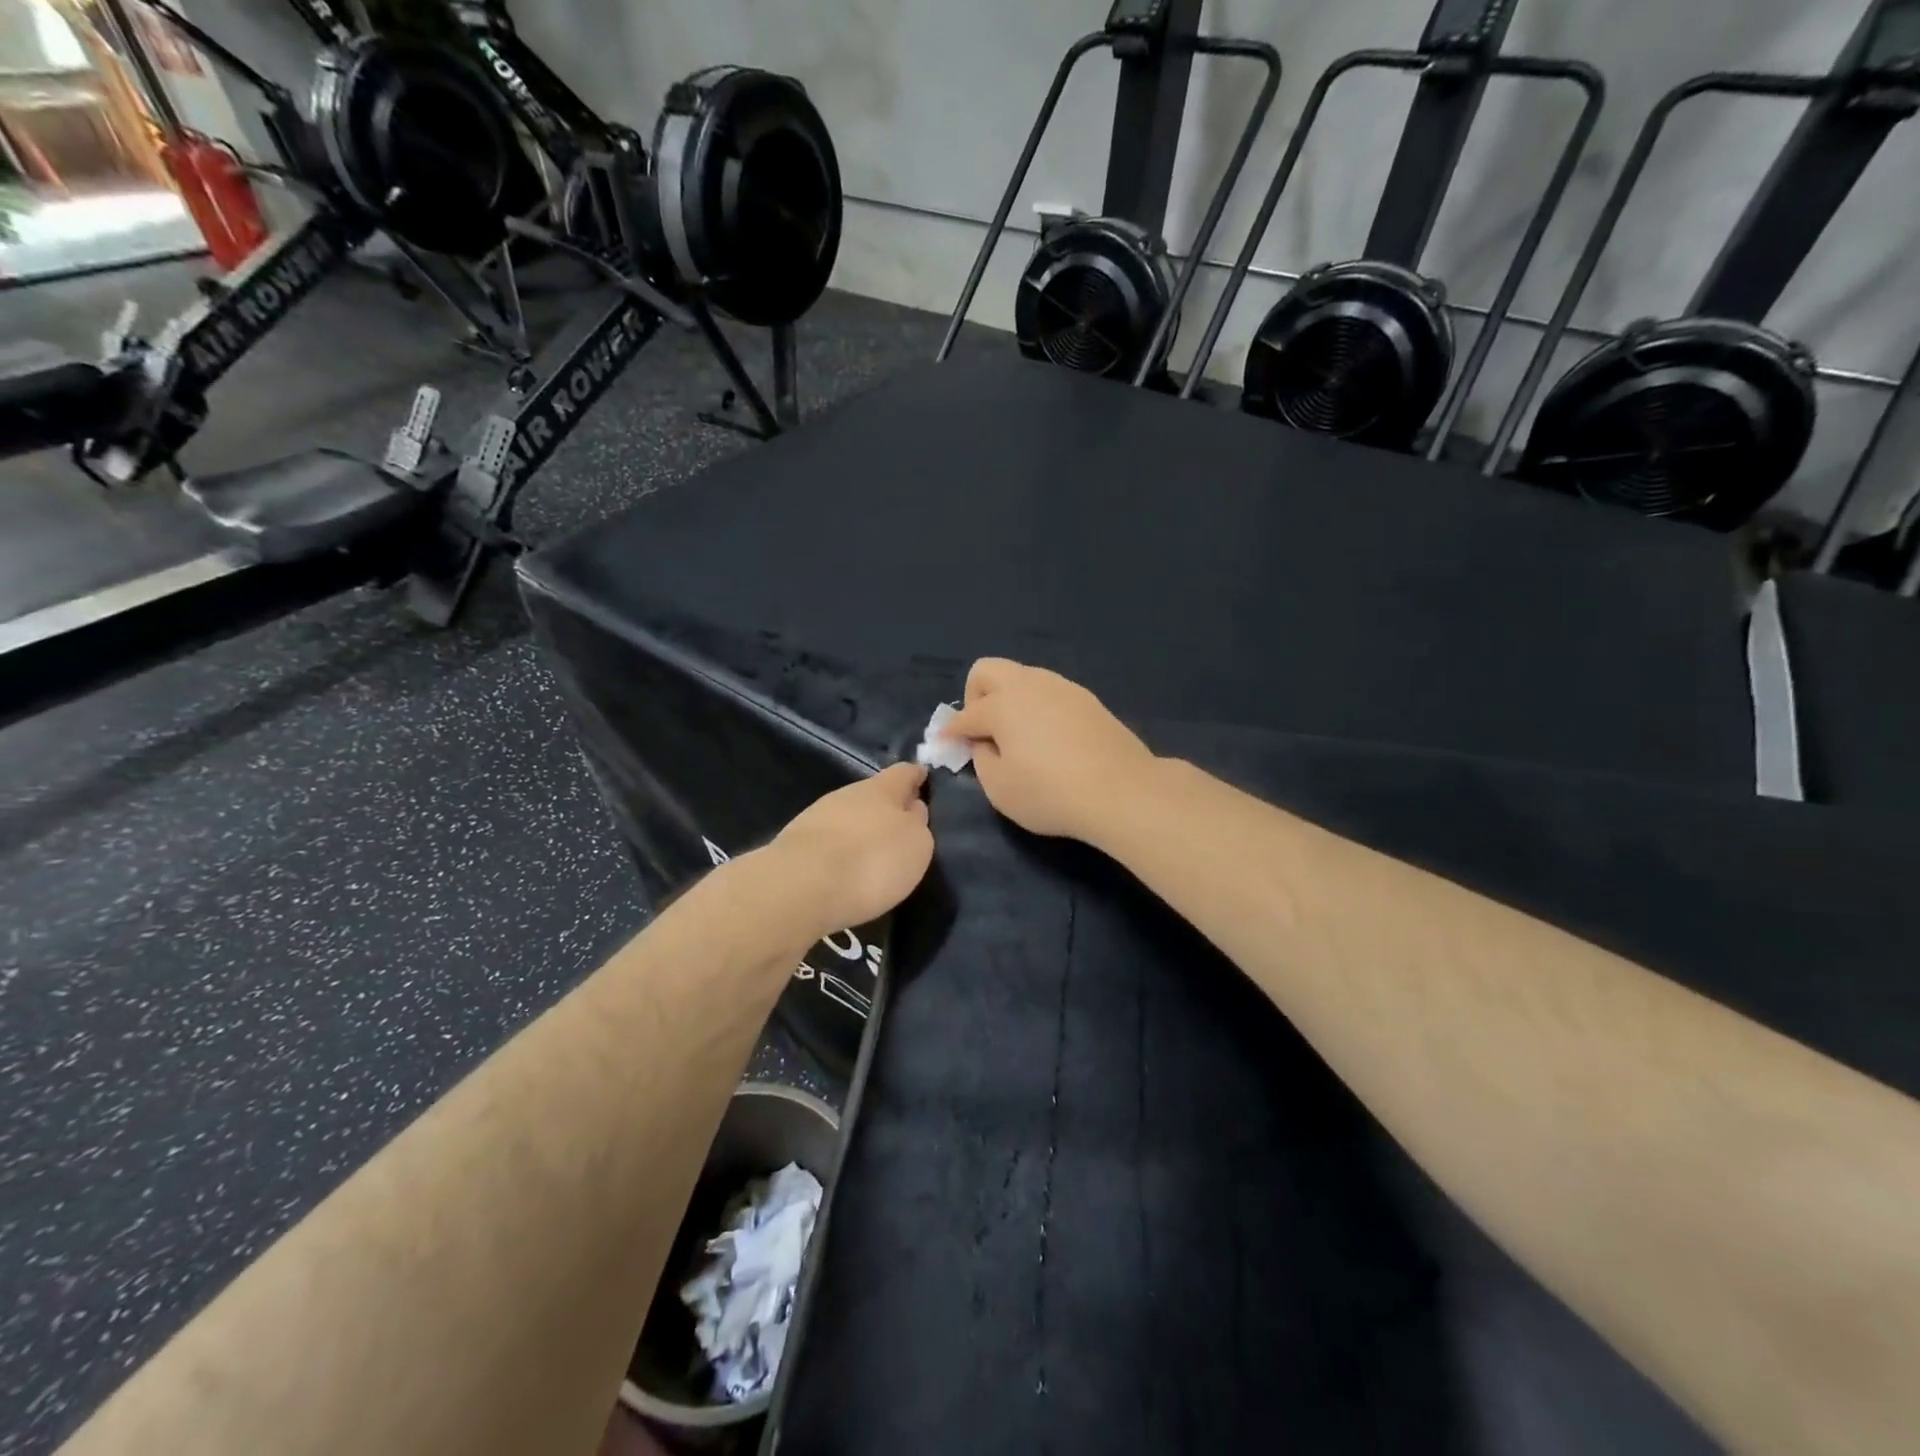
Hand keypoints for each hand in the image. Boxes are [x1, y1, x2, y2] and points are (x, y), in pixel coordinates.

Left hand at [771, 762, 933, 939]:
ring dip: (861, 831)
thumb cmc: (872, 860)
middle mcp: (848, 794)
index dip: (916, 776)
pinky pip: (828, 841)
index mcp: (883, 789)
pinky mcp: (795, 844)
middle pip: (874, 794)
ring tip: (873, 855)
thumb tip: (912, 810)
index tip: (924, 779)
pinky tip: (845, 870)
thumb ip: (918, 824)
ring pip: (848, 817)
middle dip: (887, 808)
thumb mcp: (916, 845)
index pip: (905, 772)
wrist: (800, 886)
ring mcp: (817, 816)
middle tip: (902, 829)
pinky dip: (840, 851)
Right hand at [941, 659, 1155, 842]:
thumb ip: (983, 760)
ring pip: (1023, 677)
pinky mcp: (1088, 700)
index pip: (966, 715)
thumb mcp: (1000, 789)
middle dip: (975, 696)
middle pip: (989, 670)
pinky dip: (1037, 708)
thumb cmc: (1051, 793)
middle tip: (982, 731)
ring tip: (1016, 736)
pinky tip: (1047, 738)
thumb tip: (986, 744)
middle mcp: (1030, 685)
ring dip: (1009, 699)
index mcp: (1002, 705)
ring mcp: (1063, 688)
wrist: (1122, 791)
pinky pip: (1049, 693)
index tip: (945, 744)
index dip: (951, 732)